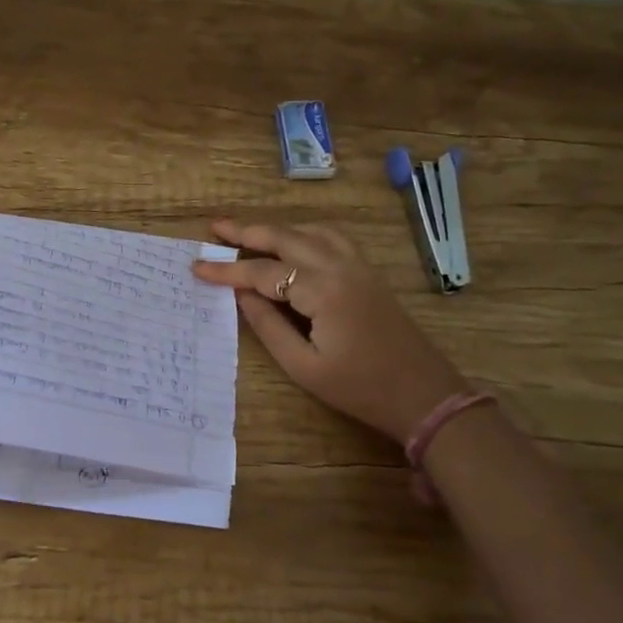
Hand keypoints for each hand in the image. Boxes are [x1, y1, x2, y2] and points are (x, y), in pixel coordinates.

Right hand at [192, 220, 466, 444]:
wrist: (424, 395)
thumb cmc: (360, 388)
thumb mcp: (304, 366)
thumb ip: (268, 326)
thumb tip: (241, 294)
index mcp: (323, 291)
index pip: (263, 272)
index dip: (228, 270)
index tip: (197, 268)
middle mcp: (340, 267)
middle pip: (286, 237)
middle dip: (247, 230)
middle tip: (215, 227)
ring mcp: (359, 266)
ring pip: (310, 231)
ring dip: (277, 228)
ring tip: (248, 233)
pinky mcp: (369, 273)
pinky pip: (332, 238)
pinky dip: (305, 232)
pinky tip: (293, 242)